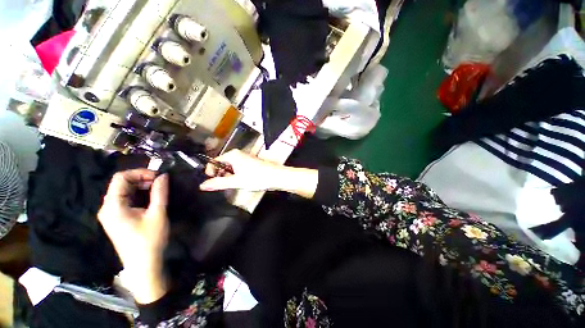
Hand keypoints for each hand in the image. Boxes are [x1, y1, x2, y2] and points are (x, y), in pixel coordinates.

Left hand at [98, 169, 168, 303]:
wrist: (143, 265)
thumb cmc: (149, 239)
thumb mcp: (157, 214)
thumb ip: (160, 192)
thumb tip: (164, 175)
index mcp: (113, 206)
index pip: (120, 178)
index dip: (140, 173)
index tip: (158, 176)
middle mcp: (107, 208)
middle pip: (121, 184)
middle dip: (141, 179)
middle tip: (160, 183)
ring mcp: (110, 214)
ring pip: (123, 191)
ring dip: (140, 187)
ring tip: (157, 190)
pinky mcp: (116, 219)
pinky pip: (125, 200)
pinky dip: (138, 195)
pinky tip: (150, 199)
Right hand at [200, 150, 284, 191]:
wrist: (276, 176)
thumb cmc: (257, 177)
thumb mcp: (236, 181)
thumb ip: (219, 183)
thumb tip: (202, 185)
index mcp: (232, 155)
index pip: (214, 161)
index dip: (211, 172)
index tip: (211, 182)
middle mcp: (238, 154)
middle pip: (222, 164)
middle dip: (221, 175)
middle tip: (225, 184)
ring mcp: (245, 159)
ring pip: (231, 168)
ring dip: (229, 176)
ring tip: (235, 184)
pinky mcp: (250, 164)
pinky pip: (238, 169)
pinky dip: (236, 175)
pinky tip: (242, 182)